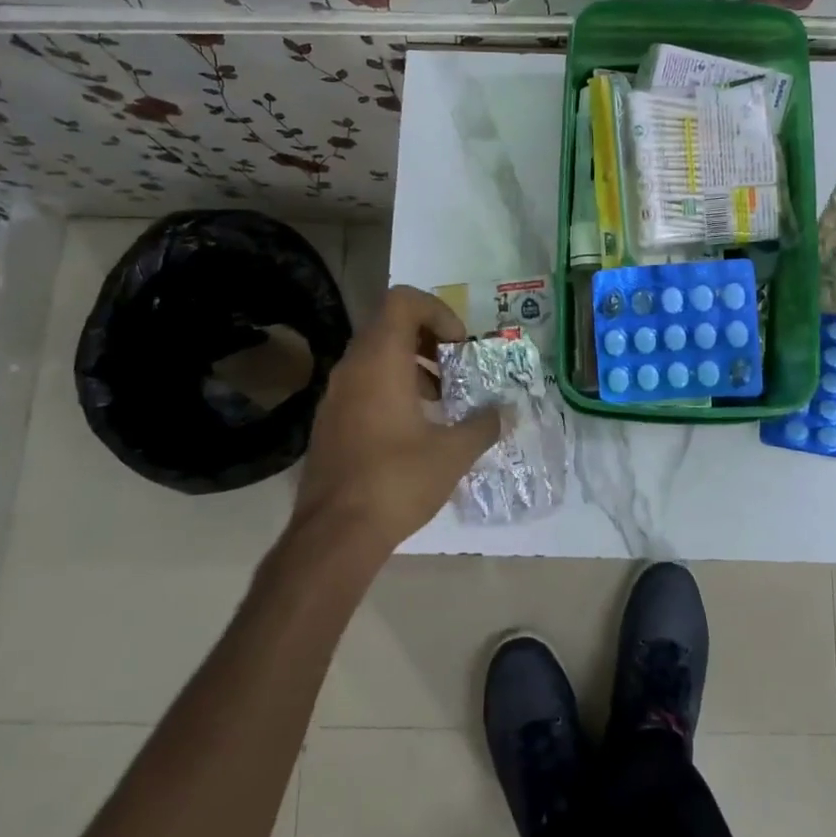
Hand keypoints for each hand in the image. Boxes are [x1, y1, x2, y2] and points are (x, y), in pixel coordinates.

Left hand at [293, 286, 501, 558]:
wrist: (334, 535)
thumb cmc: (396, 481)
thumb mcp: (453, 453)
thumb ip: (484, 424)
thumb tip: (505, 412)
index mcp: (380, 361)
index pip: (403, 301)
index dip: (438, 311)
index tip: (460, 346)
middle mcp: (352, 367)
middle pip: (390, 325)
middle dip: (430, 339)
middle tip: (457, 368)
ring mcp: (335, 395)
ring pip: (376, 356)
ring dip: (413, 365)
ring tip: (442, 400)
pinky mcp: (330, 421)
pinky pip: (364, 383)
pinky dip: (393, 387)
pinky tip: (416, 427)